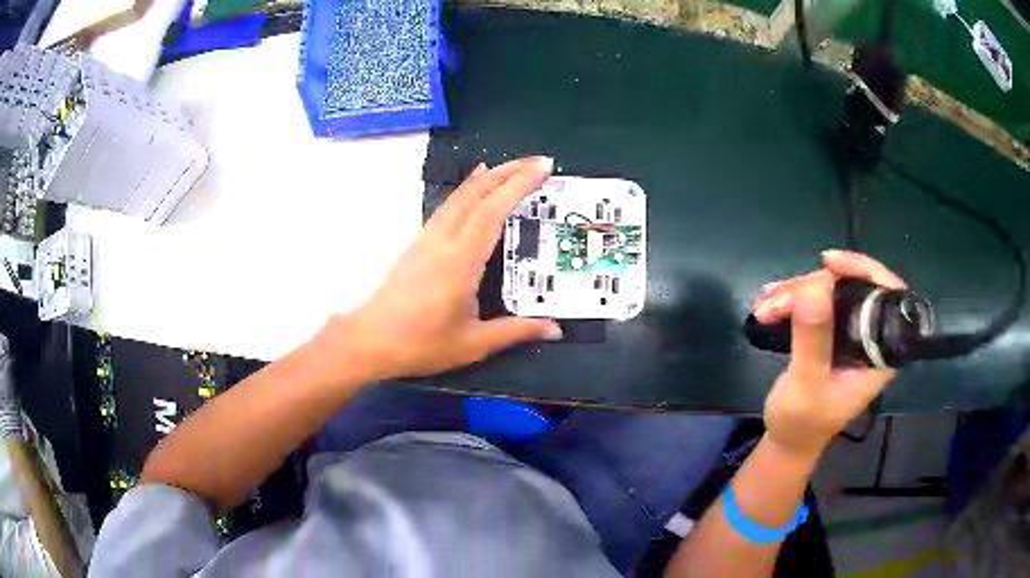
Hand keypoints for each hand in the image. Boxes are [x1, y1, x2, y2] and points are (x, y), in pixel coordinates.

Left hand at [323, 157, 561, 380]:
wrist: (369, 341)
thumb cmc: (420, 344)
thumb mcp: (473, 343)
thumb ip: (516, 331)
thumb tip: (555, 328)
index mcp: (460, 262)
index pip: (493, 212)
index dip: (519, 185)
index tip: (542, 168)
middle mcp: (442, 241)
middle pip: (476, 194)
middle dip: (509, 172)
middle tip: (538, 161)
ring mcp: (426, 239)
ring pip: (459, 197)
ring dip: (487, 178)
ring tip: (511, 167)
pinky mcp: (417, 244)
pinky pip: (447, 208)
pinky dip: (466, 192)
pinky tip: (472, 191)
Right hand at [753, 250, 904, 457]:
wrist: (788, 440)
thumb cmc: (802, 423)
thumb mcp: (807, 385)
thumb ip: (814, 341)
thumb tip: (815, 288)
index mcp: (880, 352)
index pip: (887, 296)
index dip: (863, 270)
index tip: (828, 262)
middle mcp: (870, 338)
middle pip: (853, 288)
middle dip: (814, 287)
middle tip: (779, 298)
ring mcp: (851, 335)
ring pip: (831, 292)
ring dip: (796, 293)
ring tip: (765, 308)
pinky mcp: (833, 334)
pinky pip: (817, 302)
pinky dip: (793, 299)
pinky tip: (770, 303)